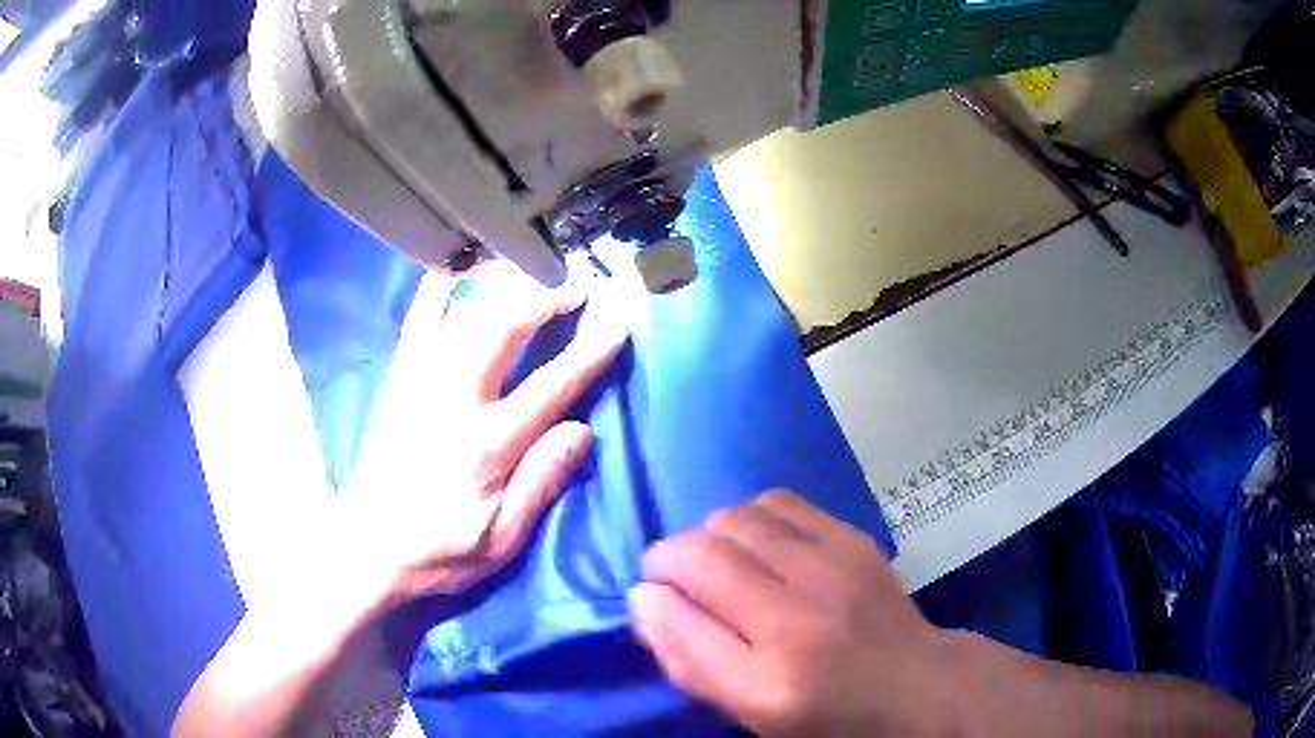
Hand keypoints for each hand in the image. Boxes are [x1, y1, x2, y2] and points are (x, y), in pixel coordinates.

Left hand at [322, 263, 627, 614]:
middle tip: (576, 280)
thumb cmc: (439, 550)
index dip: (587, 352)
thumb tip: (582, 430)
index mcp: (486, 444)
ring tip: (532, 268)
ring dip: (502, 284)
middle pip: (502, 328)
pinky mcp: (397, 379)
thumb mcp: (500, 540)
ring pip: (464, 314)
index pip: (550, 386)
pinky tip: (454, 268)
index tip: (616, 322)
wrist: (367, 546)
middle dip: (543, 296)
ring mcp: (418, 381)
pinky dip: (436, 289)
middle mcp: (452, 399)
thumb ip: (541, 483)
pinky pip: (417, 321)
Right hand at [628, 490, 957, 736]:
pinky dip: (750, 516)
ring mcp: (831, 572)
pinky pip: (777, 502)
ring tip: (714, 559)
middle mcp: (797, 621)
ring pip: (735, 520)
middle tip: (672, 575)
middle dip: (667, 557)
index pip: (678, 619)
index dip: (649, 597)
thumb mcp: (751, 713)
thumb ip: (690, 664)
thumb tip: (645, 604)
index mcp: (767, 683)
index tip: (647, 595)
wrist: (914, 683)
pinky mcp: (853, 540)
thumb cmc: (825, 712)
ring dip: (706, 534)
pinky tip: (756, 541)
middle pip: (702, 557)